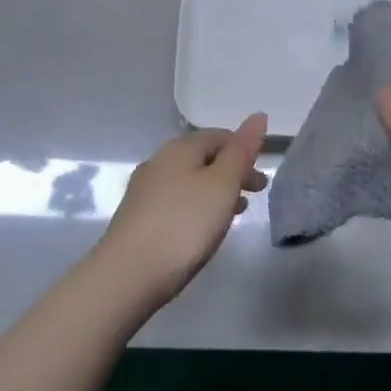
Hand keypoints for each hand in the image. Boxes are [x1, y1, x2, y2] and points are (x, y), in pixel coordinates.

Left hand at [100, 115, 268, 305]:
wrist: (128, 274)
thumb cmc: (184, 224)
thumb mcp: (223, 184)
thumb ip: (242, 150)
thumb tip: (258, 116)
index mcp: (179, 148)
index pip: (218, 136)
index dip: (243, 148)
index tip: (262, 172)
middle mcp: (158, 162)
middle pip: (203, 158)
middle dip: (232, 171)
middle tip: (257, 193)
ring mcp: (145, 191)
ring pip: (190, 181)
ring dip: (217, 191)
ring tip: (237, 212)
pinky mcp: (138, 218)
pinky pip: (177, 202)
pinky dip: (198, 207)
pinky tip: (204, 229)